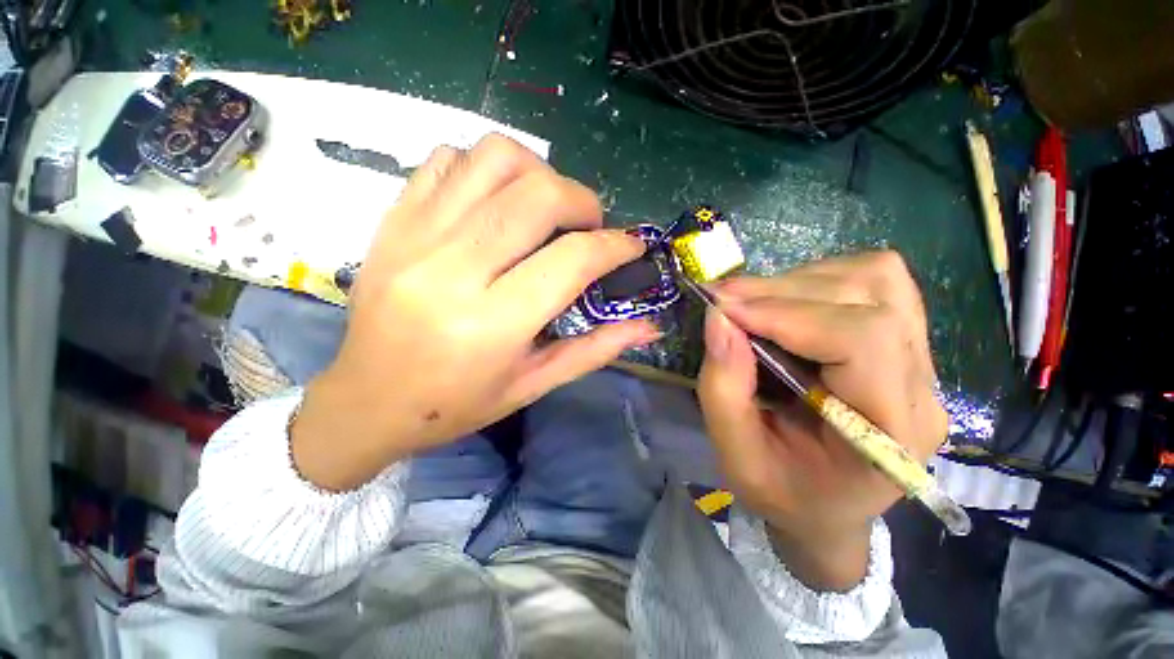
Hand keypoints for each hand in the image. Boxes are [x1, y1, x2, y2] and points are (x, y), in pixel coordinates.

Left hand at [292, 135, 659, 490]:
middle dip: (583, 202)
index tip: (632, 247)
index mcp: (492, 323)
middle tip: (588, 228)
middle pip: (539, 195)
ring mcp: (416, 236)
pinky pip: (448, 160)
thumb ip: (595, 350)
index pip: (573, 259)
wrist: (366, 401)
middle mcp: (453, 270)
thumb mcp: (532, 385)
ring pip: (495, 158)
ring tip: (544, 208)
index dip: (616, 246)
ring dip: (538, 173)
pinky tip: (495, 204)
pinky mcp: (393, 220)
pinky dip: (486, 169)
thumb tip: (648, 326)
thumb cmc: (455, 404)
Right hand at [697, 251, 946, 591]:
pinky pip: (874, 280)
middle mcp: (922, 387)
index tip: (725, 310)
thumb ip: (723, 389)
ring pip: (875, 278)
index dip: (787, 314)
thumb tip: (719, 317)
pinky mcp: (903, 340)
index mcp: (890, 434)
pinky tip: (786, 305)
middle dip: (781, 291)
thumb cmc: (784, 492)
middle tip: (724, 300)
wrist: (825, 504)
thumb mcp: (738, 458)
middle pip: (868, 297)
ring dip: (799, 282)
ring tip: (752, 304)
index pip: (863, 339)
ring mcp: (921, 358)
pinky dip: (818, 280)